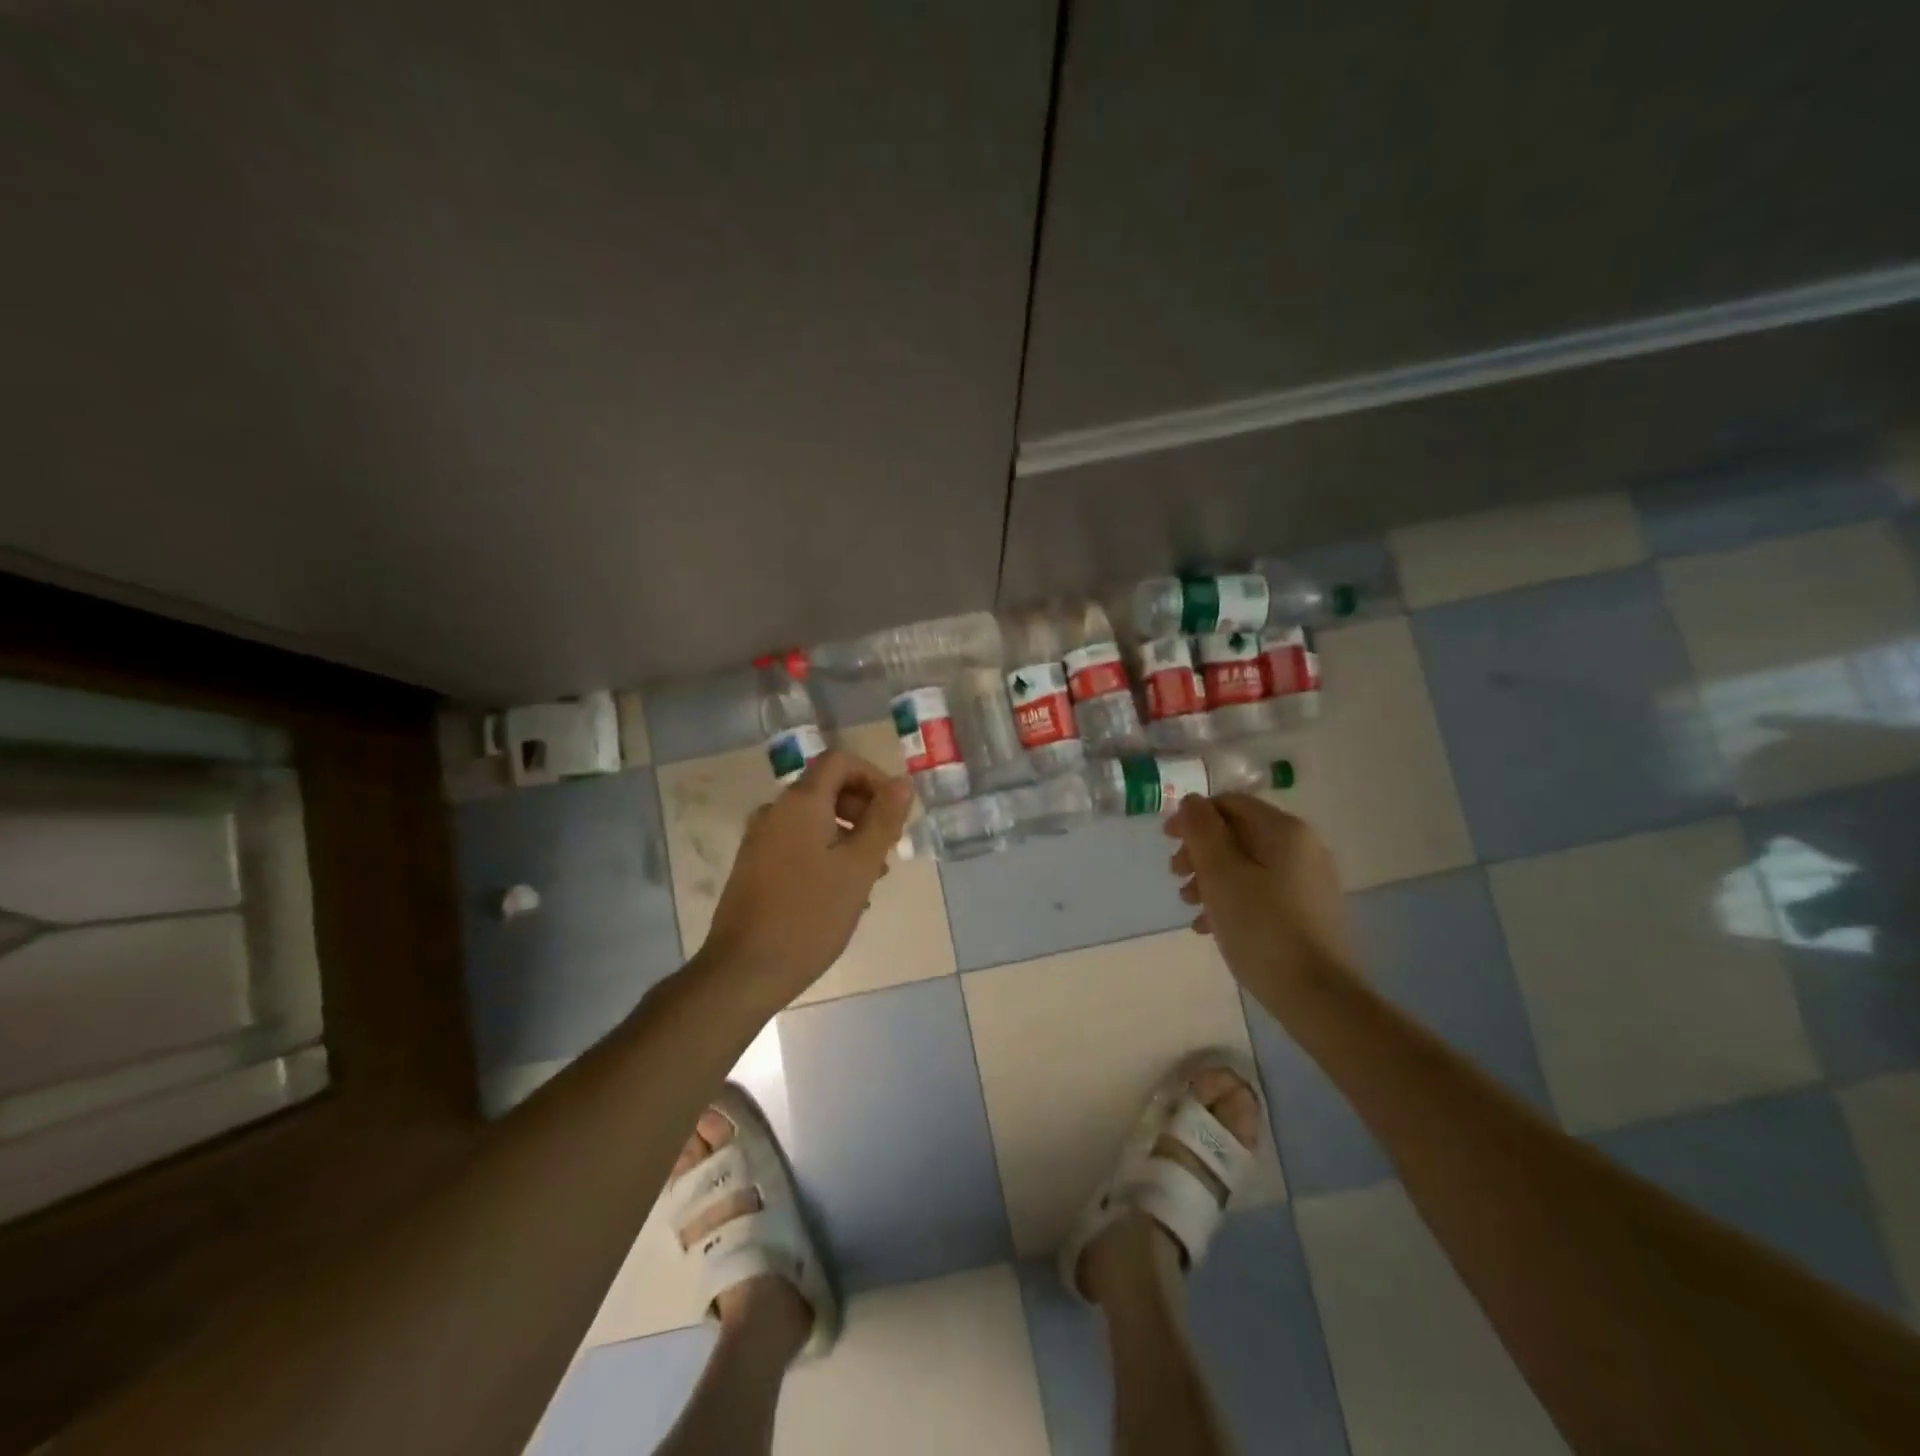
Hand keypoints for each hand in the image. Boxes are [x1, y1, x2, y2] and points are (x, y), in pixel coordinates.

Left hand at [701, 749, 914, 1000]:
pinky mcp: (754, 866)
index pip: (840, 762)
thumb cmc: (810, 915)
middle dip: (864, 811)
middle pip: (827, 789)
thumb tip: (902, 783)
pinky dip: (825, 853)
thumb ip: (883, 820)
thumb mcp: (859, 866)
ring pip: (815, 820)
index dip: (873, 778)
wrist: (744, 970)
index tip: (895, 813)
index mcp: (800, 803)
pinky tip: (840, 893)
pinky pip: (798, 843)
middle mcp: (775, 811)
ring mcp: (760, 839)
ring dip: (848, 837)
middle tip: (887, 850)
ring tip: (870, 878)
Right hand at [1165, 793, 1356, 1003]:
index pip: (1230, 803)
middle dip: (1200, 851)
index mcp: (1284, 830)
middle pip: (1238, 833)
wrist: (1319, 996)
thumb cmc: (1261, 928)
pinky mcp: (1309, 911)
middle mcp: (1302, 847)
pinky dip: (1233, 899)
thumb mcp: (1220, 874)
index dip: (1193, 817)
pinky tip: (1211, 927)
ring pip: (1248, 864)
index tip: (1166, 842)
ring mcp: (1308, 881)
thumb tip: (1192, 801)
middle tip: (1176, 877)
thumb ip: (1202, 831)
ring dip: (1212, 878)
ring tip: (1190, 906)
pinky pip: (1262, 891)